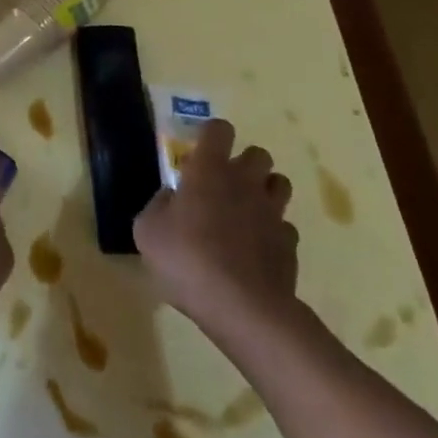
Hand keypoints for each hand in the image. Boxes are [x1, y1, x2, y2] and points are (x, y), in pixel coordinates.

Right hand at [134, 120, 300, 338]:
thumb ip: (158, 206)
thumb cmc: (188, 260)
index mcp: (209, 170)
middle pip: (259, 153)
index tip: (200, 153)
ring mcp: (272, 212)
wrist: (243, 308)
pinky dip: (272, 232)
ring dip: (264, 191)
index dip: (211, 135)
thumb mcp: (148, 232)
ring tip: (245, 212)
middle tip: (224, 185)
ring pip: (279, 184)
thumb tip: (171, 197)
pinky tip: (256, 250)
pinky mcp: (289, 244)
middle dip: (244, 163)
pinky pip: (284, 226)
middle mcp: (245, 182)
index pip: (219, 129)